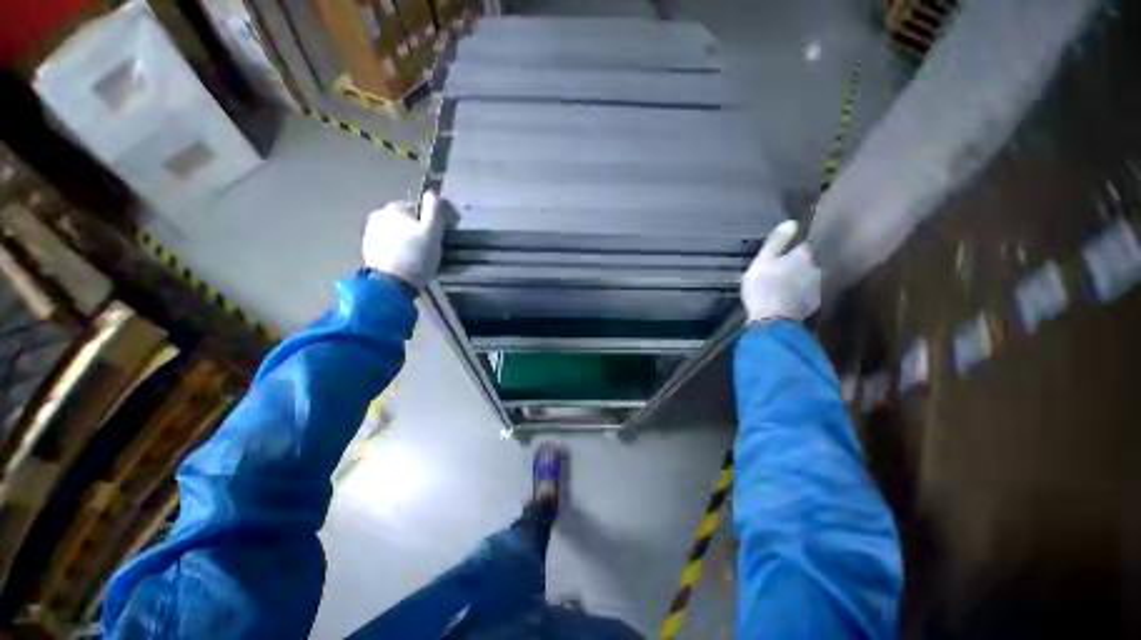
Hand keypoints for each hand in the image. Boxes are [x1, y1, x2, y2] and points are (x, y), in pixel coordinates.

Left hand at [362, 191, 452, 292]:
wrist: (392, 285)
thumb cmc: (416, 256)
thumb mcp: (432, 231)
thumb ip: (434, 209)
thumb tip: (433, 193)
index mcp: (394, 208)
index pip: (420, 207)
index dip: (435, 219)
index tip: (445, 232)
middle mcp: (378, 215)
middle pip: (408, 219)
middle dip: (421, 228)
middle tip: (434, 245)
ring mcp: (371, 233)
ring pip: (398, 231)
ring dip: (410, 238)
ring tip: (422, 254)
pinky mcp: (369, 249)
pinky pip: (391, 243)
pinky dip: (401, 247)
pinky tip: (409, 259)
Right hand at [741, 220, 820, 321]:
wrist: (772, 318)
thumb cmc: (764, 285)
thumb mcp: (763, 260)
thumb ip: (777, 241)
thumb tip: (792, 222)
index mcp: (803, 255)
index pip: (803, 247)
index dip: (792, 251)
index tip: (781, 256)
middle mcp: (816, 268)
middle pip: (807, 263)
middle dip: (796, 267)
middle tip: (779, 273)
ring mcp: (817, 288)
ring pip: (808, 279)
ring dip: (798, 281)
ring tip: (782, 288)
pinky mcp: (813, 305)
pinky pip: (806, 295)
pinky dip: (798, 296)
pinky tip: (787, 300)